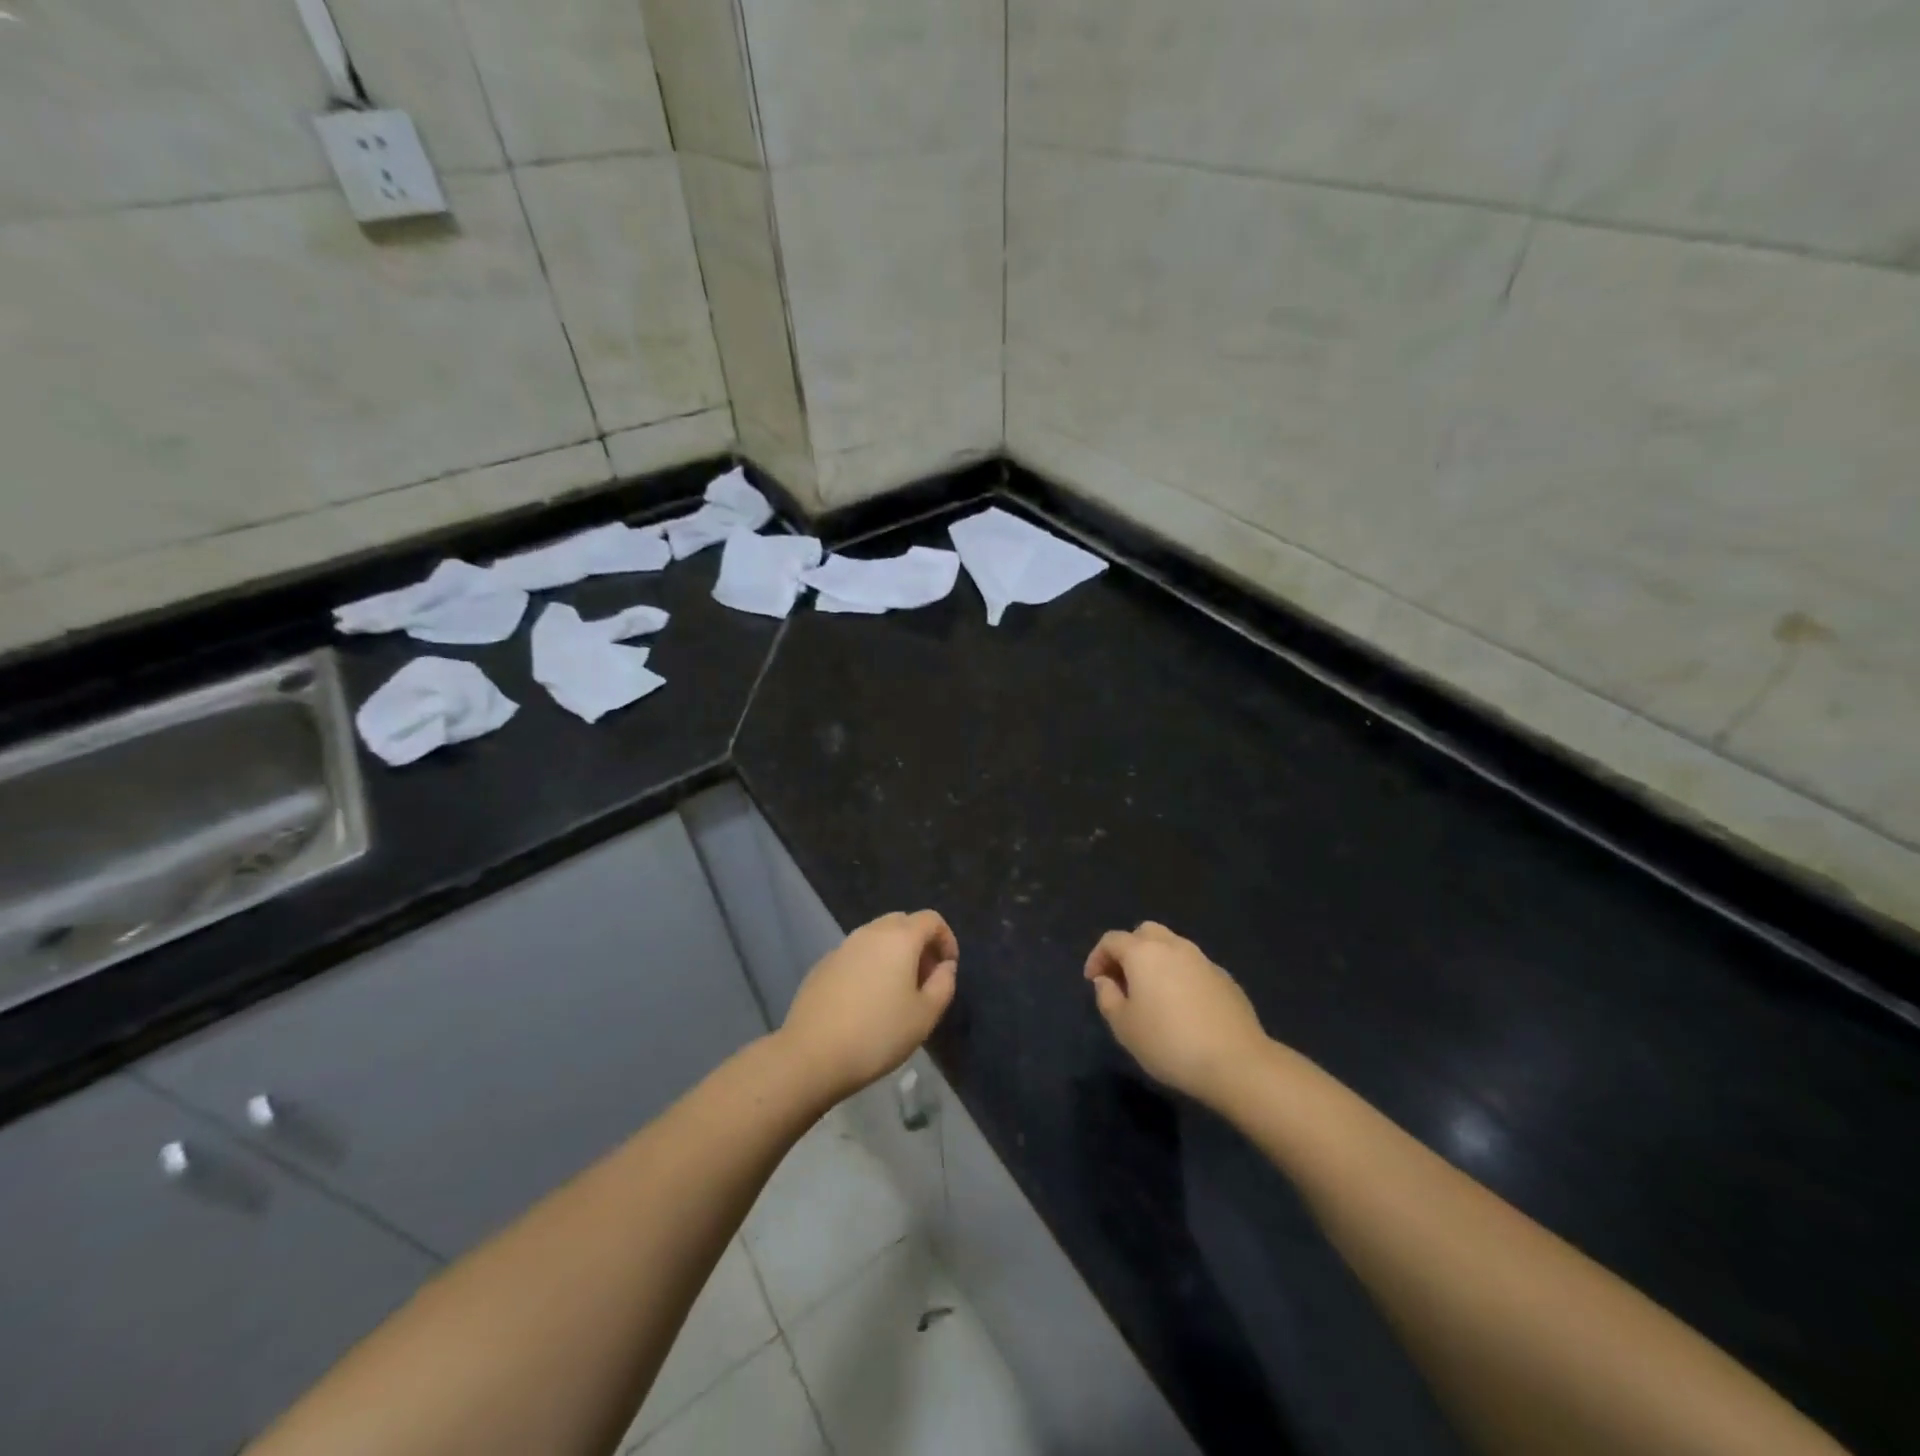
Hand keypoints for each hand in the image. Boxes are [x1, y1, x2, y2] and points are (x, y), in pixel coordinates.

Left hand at [779, 911, 958, 1101]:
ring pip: (877, 937)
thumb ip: (943, 984)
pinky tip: (866, 1000)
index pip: (931, 919)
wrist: (811, 1055)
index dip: (946, 939)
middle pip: (903, 922)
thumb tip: (944, 966)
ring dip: (894, 953)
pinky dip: (869, 964)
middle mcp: (870, 932)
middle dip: (920, 943)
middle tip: (924, 978)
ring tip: (897, 991)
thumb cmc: (878, 1034)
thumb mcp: (925, 1015)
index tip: (947, 968)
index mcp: (899, 938)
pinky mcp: (822, 964)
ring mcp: (842, 946)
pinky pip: (856, 954)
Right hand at [1085, 921, 1267, 1106]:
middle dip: (1128, 950)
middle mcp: (1173, 946)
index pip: (1112, 940)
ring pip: (1172, 947)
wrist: (1236, 1062)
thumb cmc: (1168, 1043)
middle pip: (1144, 933)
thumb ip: (1107, 997)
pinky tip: (1182, 1006)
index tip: (1093, 981)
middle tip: (1122, 979)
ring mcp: (1203, 960)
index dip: (1097, 957)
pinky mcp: (1225, 978)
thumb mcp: (1124, 1026)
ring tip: (1152, 993)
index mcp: (1143, 952)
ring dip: (1156, 961)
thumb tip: (1106, 980)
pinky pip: (1193, 966)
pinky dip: (1180, 975)